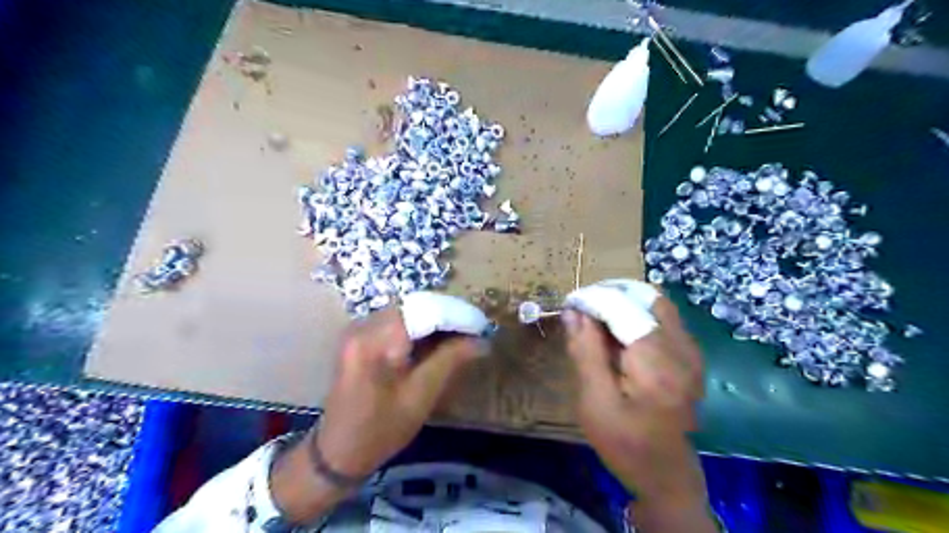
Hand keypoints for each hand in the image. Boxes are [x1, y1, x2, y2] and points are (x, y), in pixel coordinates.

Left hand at [319, 306, 484, 475]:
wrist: (337, 452)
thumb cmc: (381, 430)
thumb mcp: (421, 396)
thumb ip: (450, 360)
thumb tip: (481, 340)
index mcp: (377, 340)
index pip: (426, 310)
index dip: (457, 314)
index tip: (482, 326)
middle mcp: (364, 325)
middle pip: (416, 307)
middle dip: (448, 316)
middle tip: (474, 332)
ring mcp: (359, 329)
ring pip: (407, 312)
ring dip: (435, 321)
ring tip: (461, 337)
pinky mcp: (359, 337)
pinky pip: (396, 322)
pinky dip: (419, 328)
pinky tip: (436, 342)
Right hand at [562, 289, 712, 530]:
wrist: (665, 474)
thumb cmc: (624, 443)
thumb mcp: (594, 401)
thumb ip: (586, 351)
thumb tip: (573, 311)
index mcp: (657, 364)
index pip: (623, 308)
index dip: (594, 298)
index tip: (569, 303)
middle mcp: (682, 349)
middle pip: (646, 296)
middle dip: (610, 294)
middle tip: (582, 309)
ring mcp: (692, 351)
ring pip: (656, 303)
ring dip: (624, 301)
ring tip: (596, 318)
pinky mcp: (691, 356)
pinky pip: (663, 318)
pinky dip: (636, 314)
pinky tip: (617, 333)